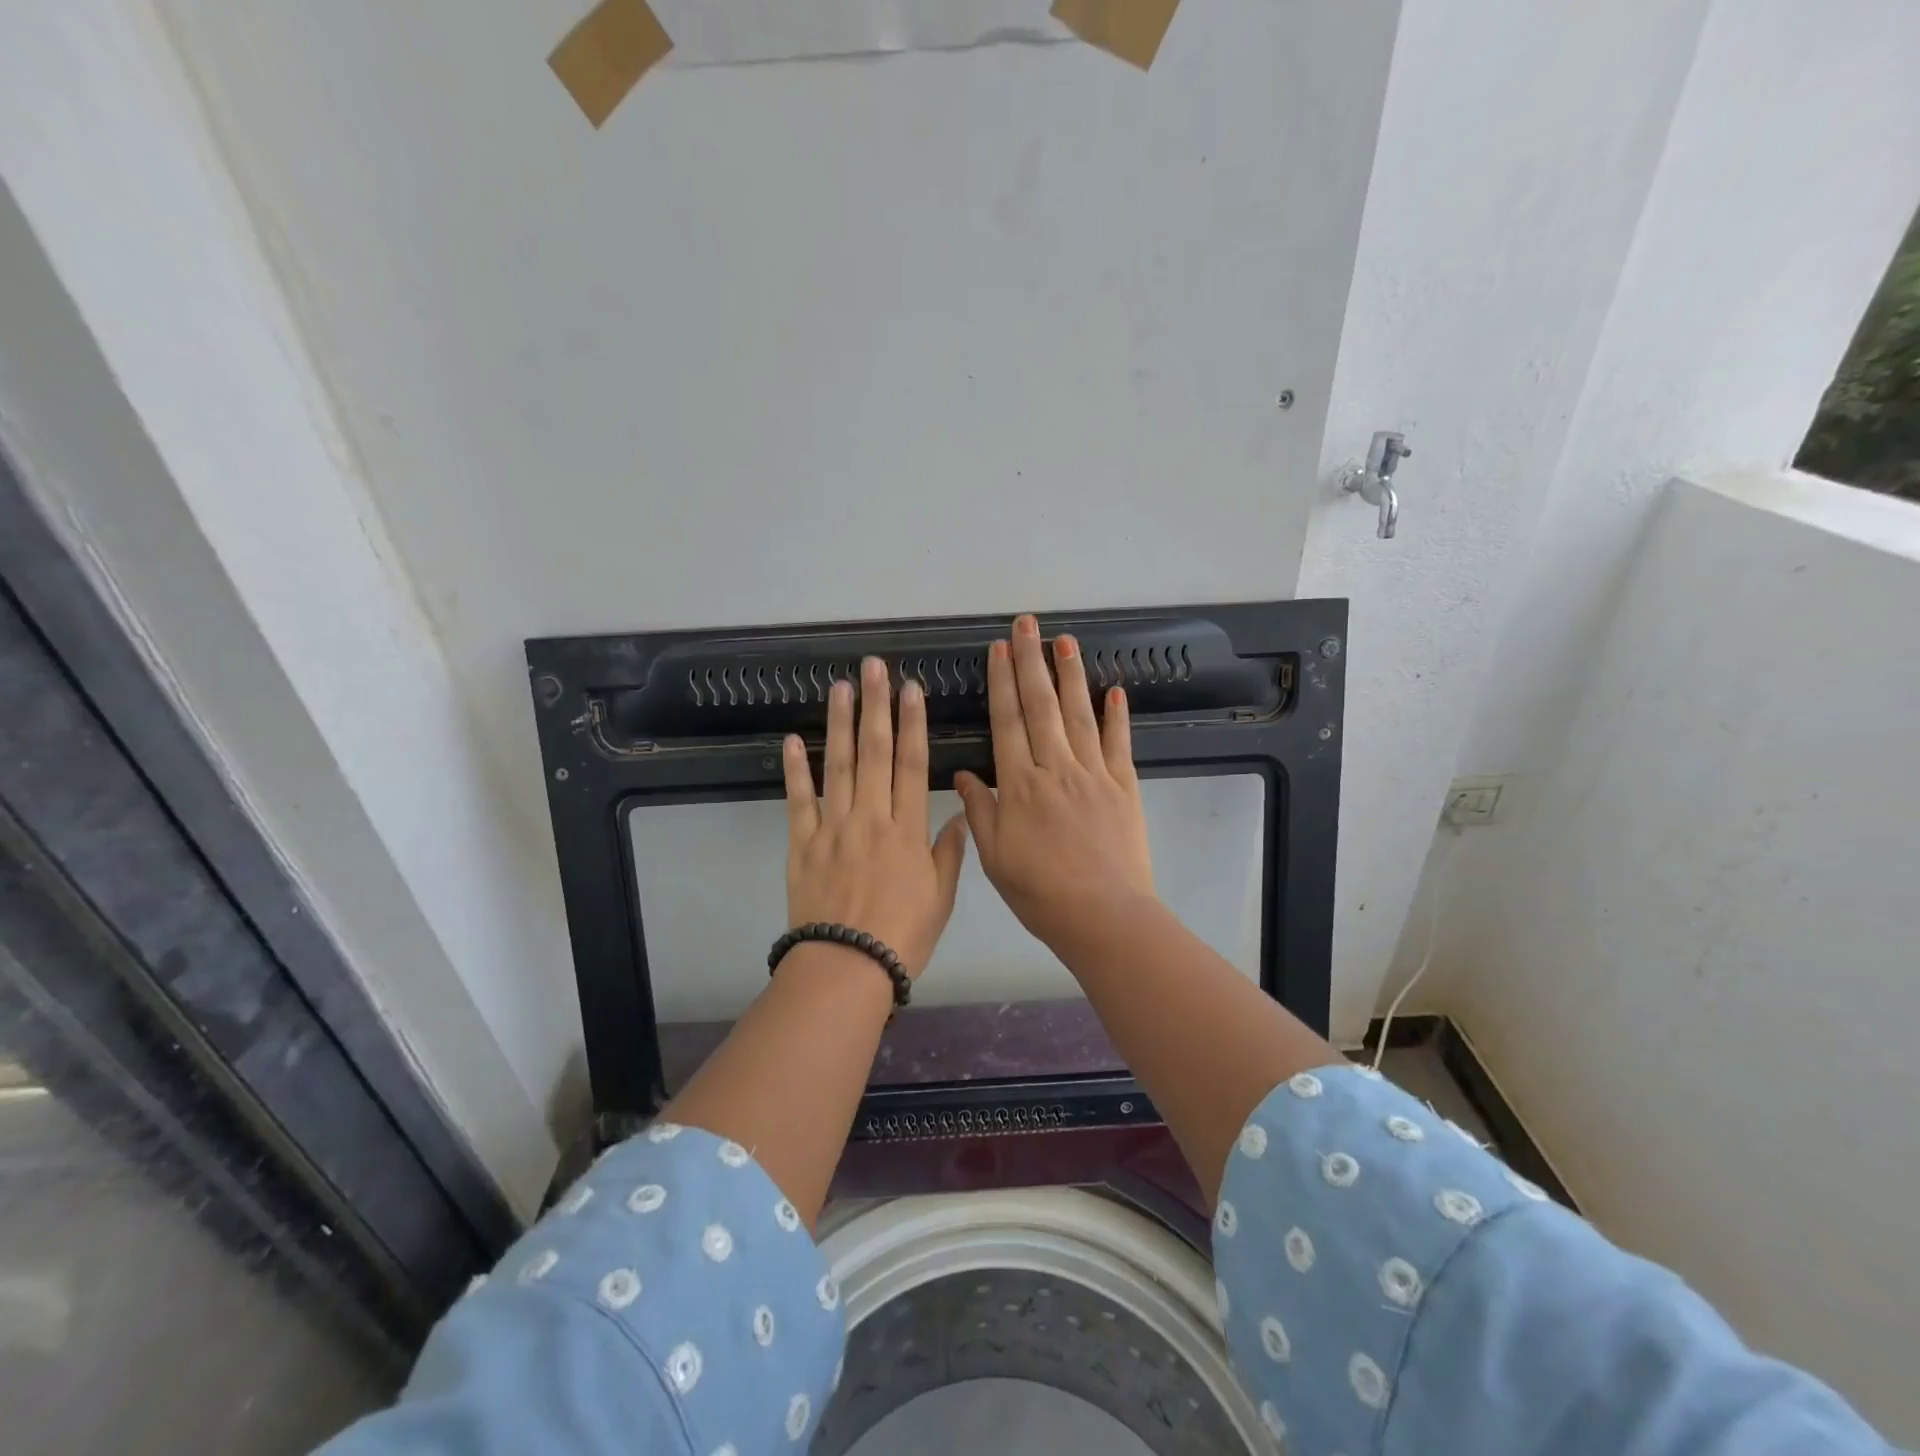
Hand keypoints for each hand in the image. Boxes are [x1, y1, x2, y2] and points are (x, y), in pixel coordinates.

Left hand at [782, 657, 968, 976]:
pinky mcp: (802, 843)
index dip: (913, 723)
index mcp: (907, 829)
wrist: (847, 966)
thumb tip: (960, 816)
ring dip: (839, 724)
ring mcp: (833, 827)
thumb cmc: (903, 935)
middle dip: (876, 706)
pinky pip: (798, 800)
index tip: (911, 690)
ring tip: (840, 687)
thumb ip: (948, 853)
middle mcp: (871, 817)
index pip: (913, 764)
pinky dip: (794, 769)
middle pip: (875, 753)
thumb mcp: (940, 897)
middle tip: (874, 668)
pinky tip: (792, 740)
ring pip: (837, 765)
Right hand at [954, 615, 1155, 951]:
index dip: (1002, 682)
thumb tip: (967, 774)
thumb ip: (981, 811)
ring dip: (1071, 675)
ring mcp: (1094, 774)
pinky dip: (1117, 716)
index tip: (999, 649)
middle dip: (1032, 661)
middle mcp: (1056, 768)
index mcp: (1020, 784)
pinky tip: (1114, 690)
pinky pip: (1119, 744)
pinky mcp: (1124, 787)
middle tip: (1028, 624)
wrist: (1103, 916)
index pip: (1008, 721)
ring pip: (1080, 714)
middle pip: (1041, 706)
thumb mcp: (995, 857)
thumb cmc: (1040, 892)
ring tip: (1065, 640)